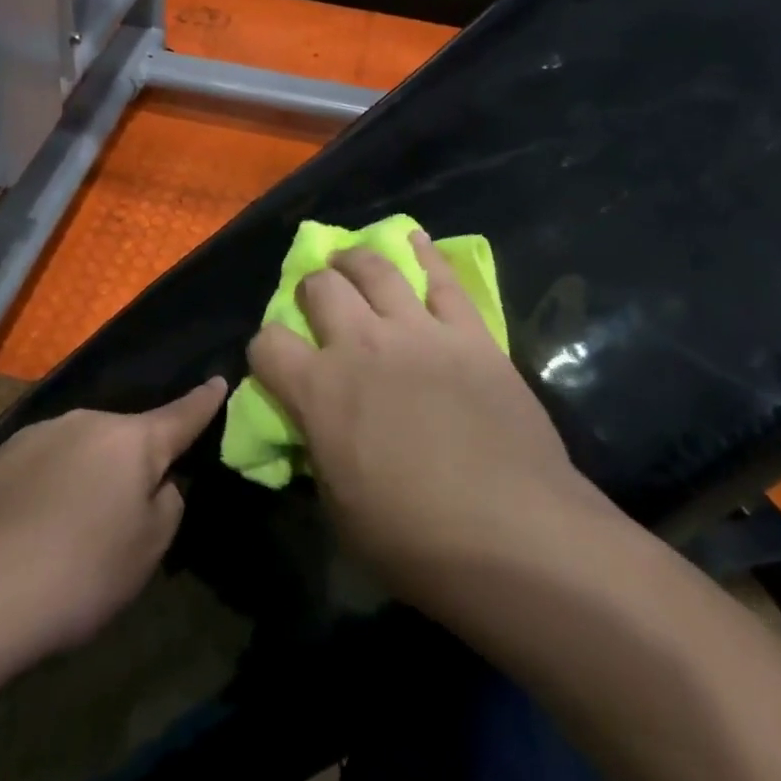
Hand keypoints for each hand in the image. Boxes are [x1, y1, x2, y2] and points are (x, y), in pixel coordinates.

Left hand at [0, 379, 226, 668]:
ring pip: (80, 450)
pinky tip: (29, 531)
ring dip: (86, 475)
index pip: (181, 414)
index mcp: (132, 440)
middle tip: (122, 516)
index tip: (219, 380)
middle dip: (131, 464)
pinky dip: (47, 487)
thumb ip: (167, 504)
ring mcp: (37, 434)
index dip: (204, 401)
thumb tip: (158, 482)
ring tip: (68, 530)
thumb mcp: (148, 550)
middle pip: (124, 438)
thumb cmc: (79, 572)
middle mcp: (86, 422)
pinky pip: (40, 465)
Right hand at [247, 233, 629, 615]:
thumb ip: (319, 452)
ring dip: (355, 260)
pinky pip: (443, 278)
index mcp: (319, 390)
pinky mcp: (469, 333)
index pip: (266, 343)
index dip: (264, 350)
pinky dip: (425, 253)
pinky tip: (414, 239)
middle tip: (320, 306)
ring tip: (351, 262)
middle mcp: (361, 344)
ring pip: (375, 268)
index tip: (276, 364)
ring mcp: (418, 331)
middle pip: (319, 287)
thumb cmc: (415, 541)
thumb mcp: (339, 509)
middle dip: (311, 291)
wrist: (515, 535)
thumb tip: (316, 427)